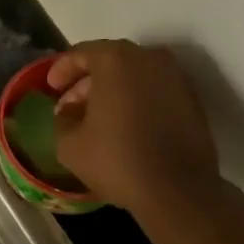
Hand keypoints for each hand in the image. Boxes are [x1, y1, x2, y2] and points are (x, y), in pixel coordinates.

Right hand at [49, 41, 219, 213]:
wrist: (177, 191)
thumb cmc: (116, 160)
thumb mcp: (69, 144)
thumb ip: (63, 118)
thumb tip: (69, 111)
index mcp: (116, 60)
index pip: (81, 53)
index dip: (62, 69)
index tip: (51, 87)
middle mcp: (150, 59)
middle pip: (111, 61)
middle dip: (87, 81)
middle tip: (71, 105)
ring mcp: (176, 78)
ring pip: (135, 75)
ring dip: (113, 91)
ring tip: (97, 118)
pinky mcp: (192, 100)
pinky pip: (155, 91)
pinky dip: (136, 101)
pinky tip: (125, 127)